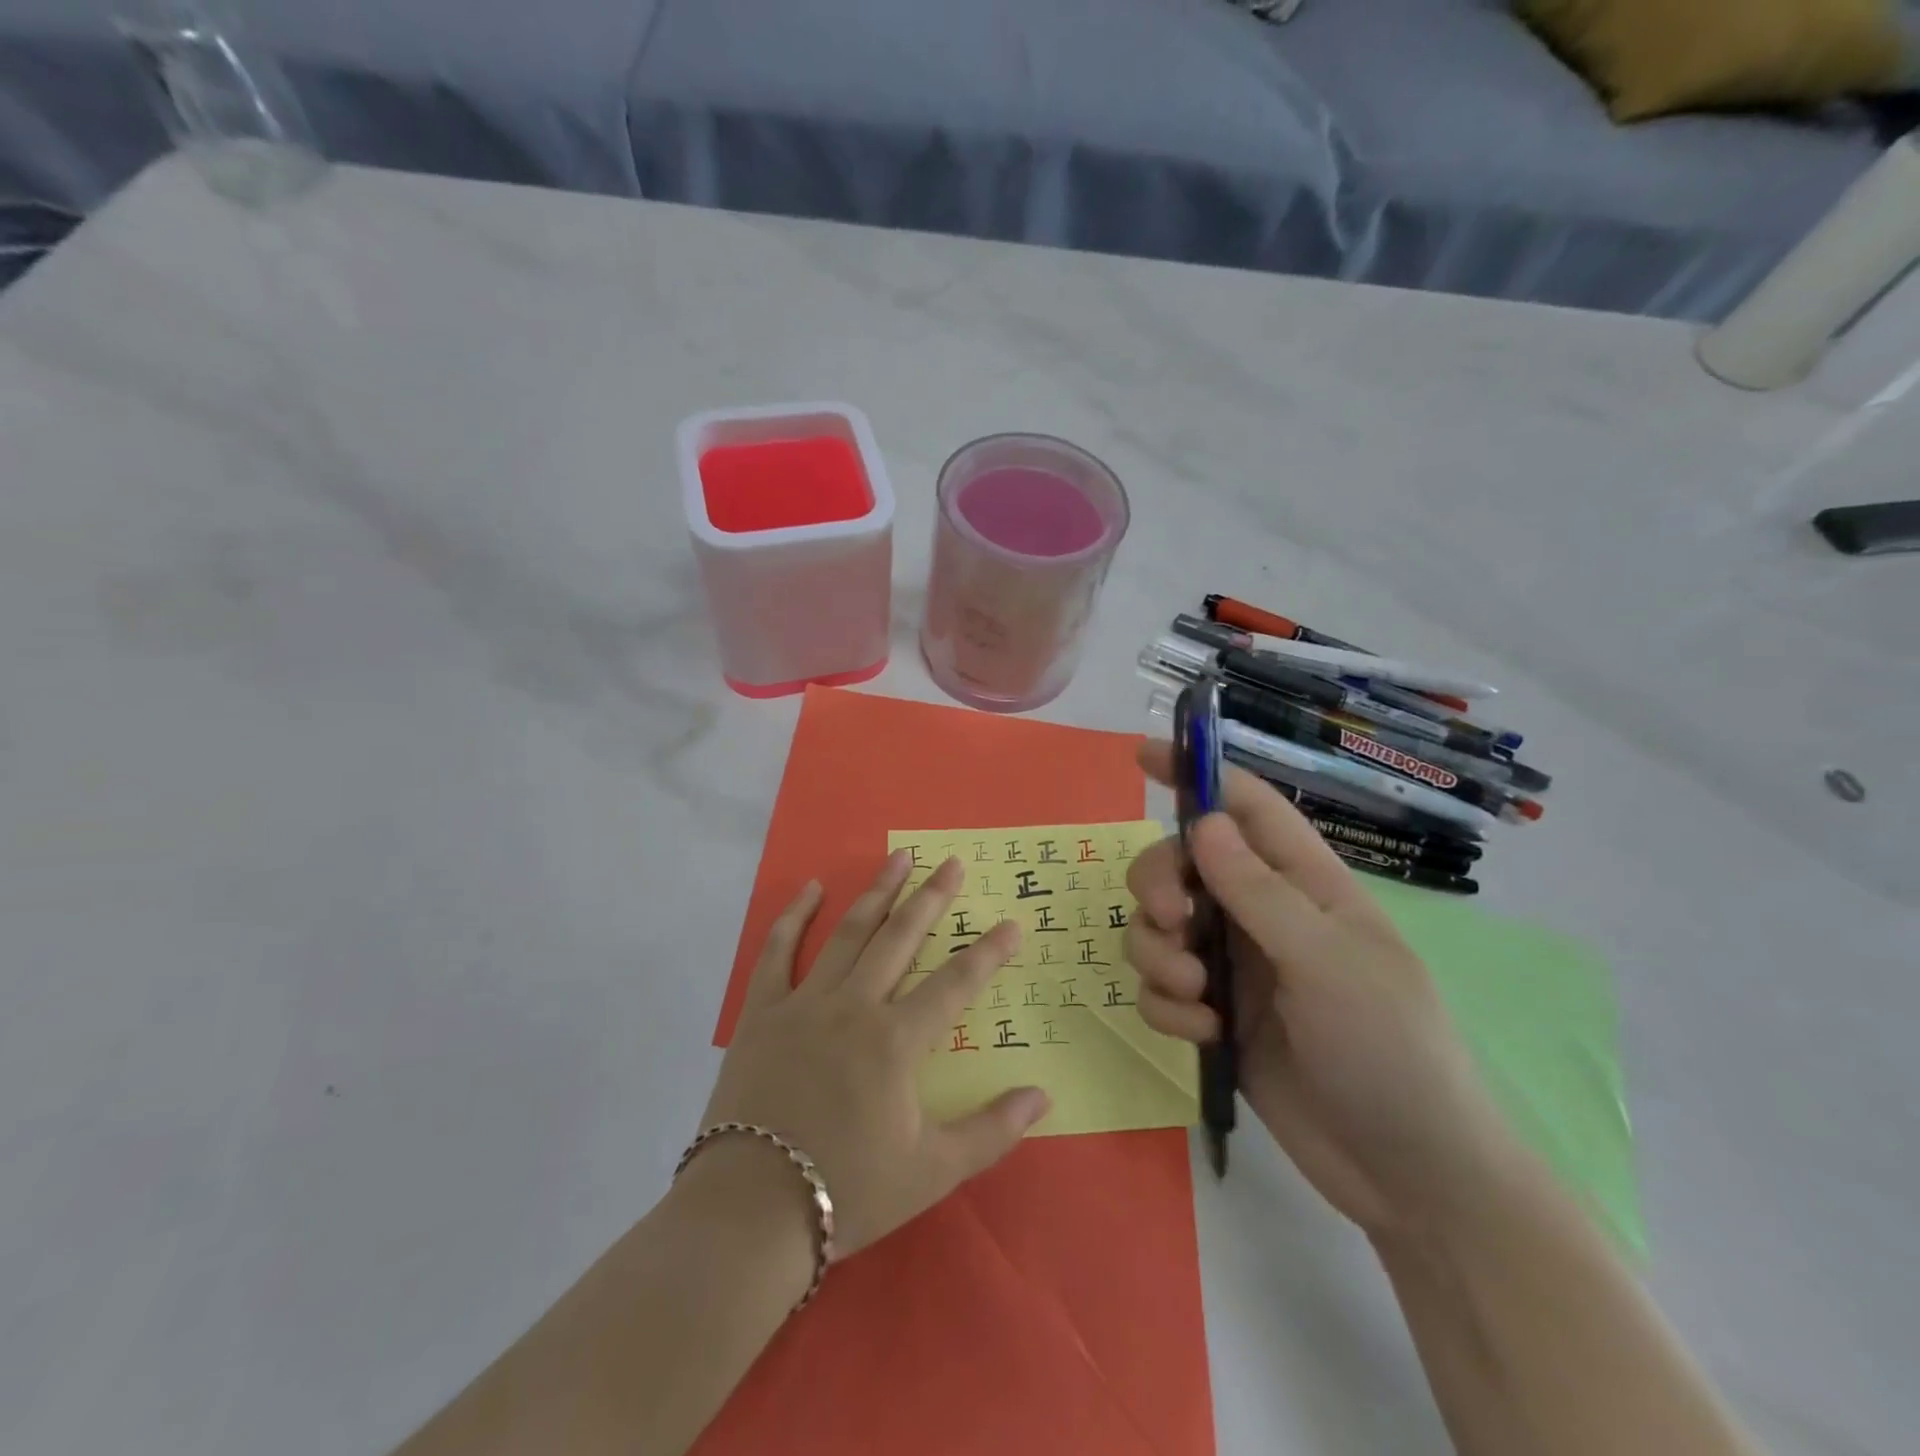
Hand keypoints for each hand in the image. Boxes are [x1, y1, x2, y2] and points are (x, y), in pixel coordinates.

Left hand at [701, 852, 1050, 1258]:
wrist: (751, 1211)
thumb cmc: (847, 1190)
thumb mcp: (931, 1171)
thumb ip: (991, 1131)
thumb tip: (1043, 1095)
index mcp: (896, 1041)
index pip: (955, 984)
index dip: (988, 953)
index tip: (1012, 924)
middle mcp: (855, 1006)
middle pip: (900, 938)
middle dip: (931, 898)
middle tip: (952, 863)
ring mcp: (805, 1003)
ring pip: (849, 934)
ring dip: (877, 893)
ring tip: (898, 857)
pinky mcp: (763, 1012)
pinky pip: (778, 953)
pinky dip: (794, 918)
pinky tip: (811, 889)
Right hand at [1125, 742, 1516, 1237]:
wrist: (1406, 1174)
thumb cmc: (1389, 1050)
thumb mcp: (1327, 961)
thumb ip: (1258, 890)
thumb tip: (1203, 820)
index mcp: (1303, 883)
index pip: (1244, 805)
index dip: (1196, 772)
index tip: (1141, 755)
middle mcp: (1261, 914)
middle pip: (1180, 863)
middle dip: (1158, 884)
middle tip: (1171, 921)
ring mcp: (1234, 966)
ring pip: (1158, 926)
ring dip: (1159, 953)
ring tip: (1197, 997)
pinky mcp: (1213, 1014)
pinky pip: (1159, 987)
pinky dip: (1167, 1005)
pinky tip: (1204, 1034)